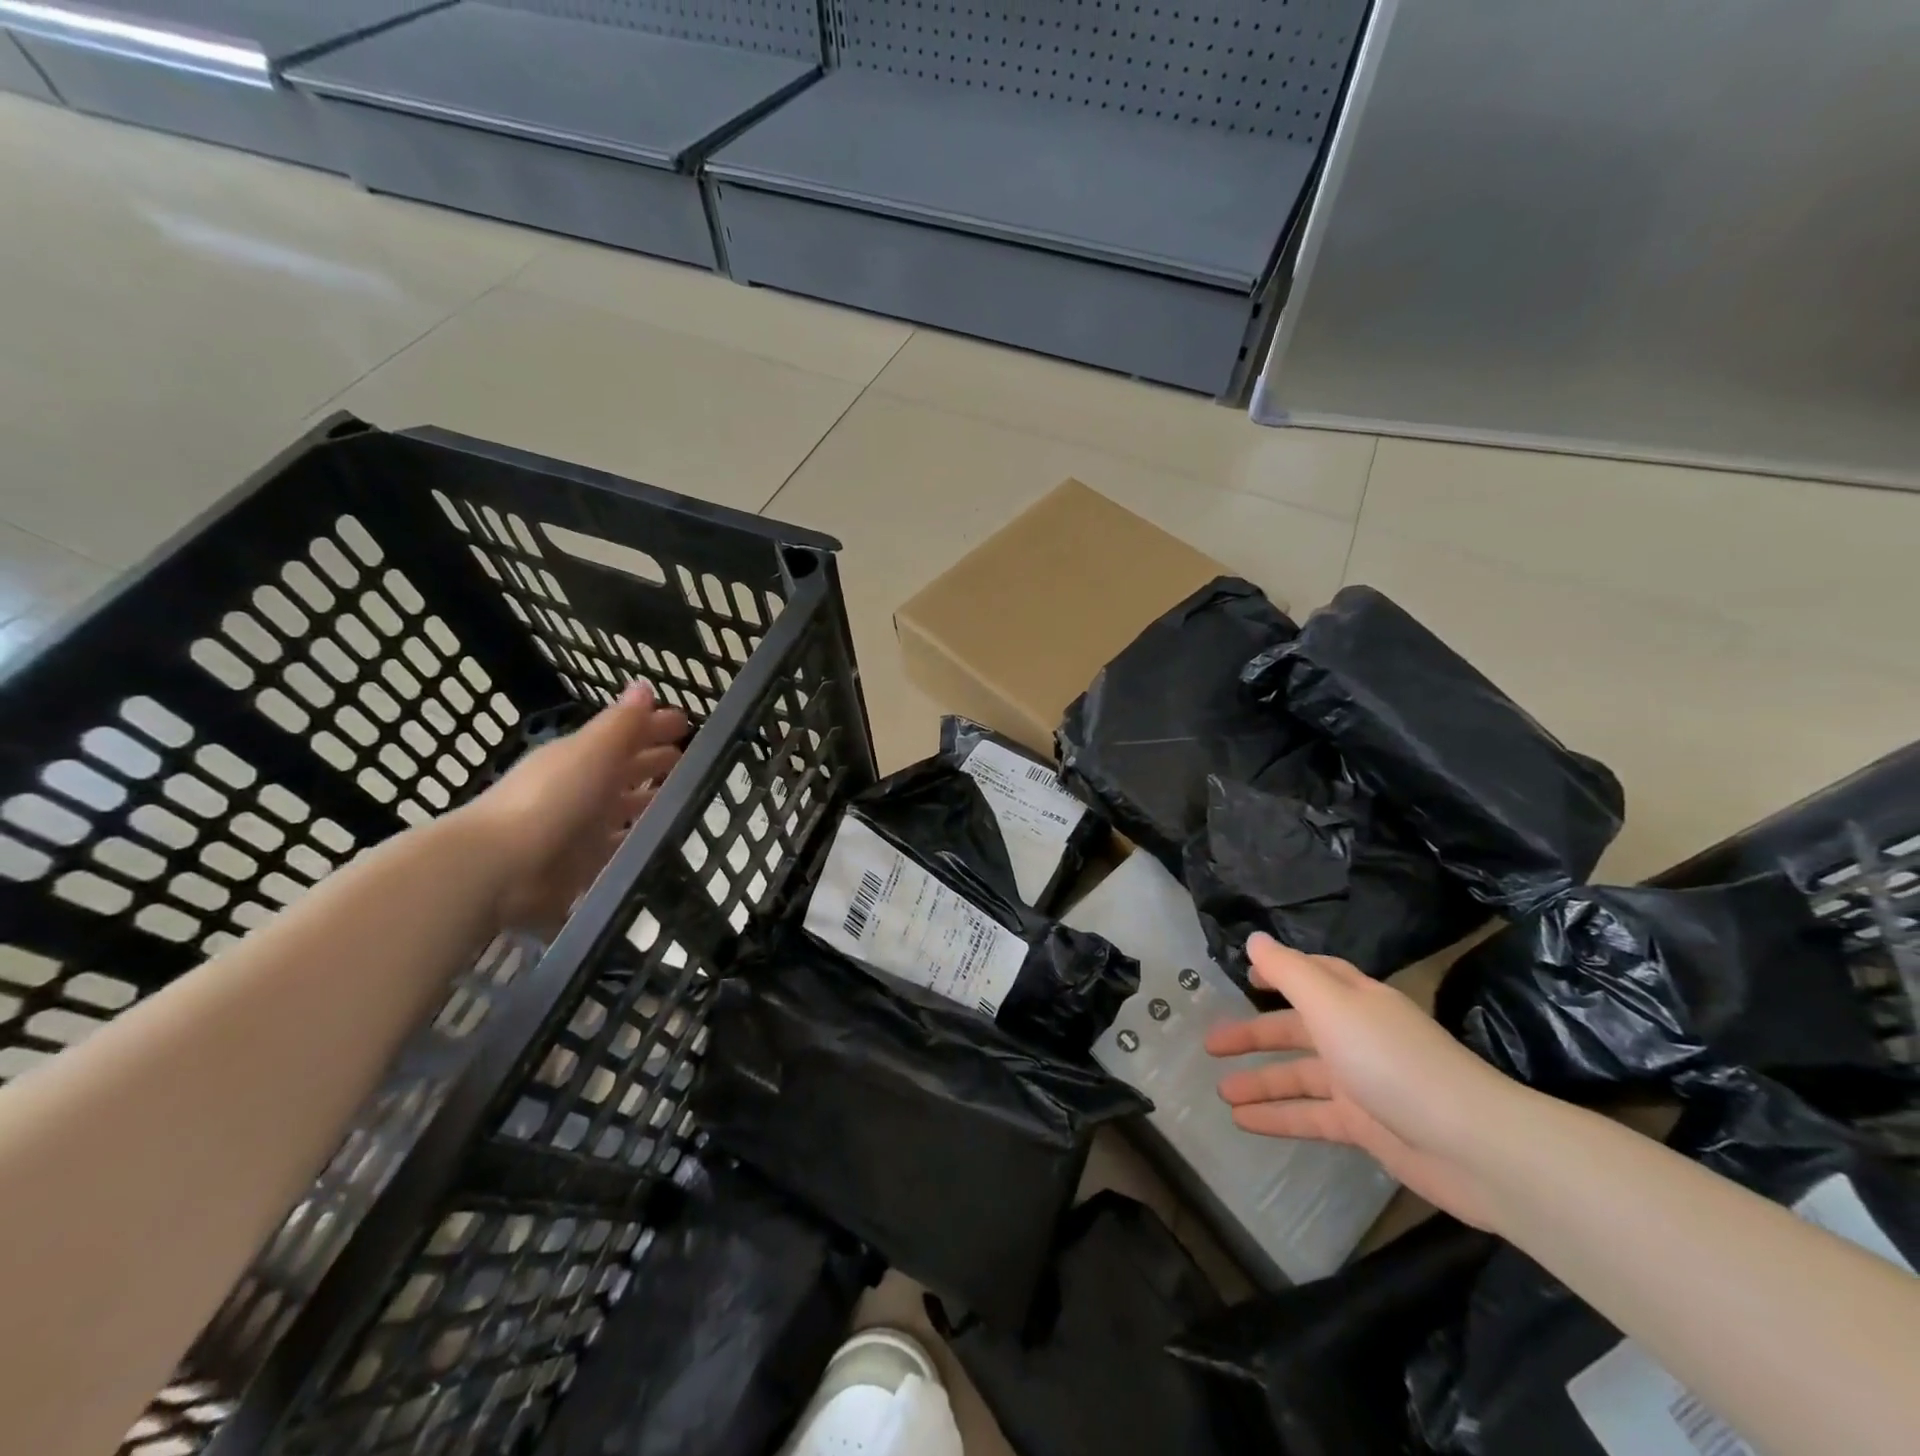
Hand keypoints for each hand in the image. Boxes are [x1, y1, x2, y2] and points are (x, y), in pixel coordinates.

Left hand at [463, 684, 688, 930]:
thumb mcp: (592, 751)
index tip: (685, 723)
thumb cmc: (552, 799)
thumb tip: (644, 686)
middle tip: (688, 760)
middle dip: (653, 761)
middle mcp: (580, 787)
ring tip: (684, 802)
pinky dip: (637, 841)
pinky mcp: (583, 865)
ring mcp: (581, 827)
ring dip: (649, 802)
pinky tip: (660, 843)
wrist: (502, 868)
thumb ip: (622, 723)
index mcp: (580, 756)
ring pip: (623, 808)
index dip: (652, 726)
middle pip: (623, 770)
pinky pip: (618, 846)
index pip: (624, 734)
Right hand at [1205, 933, 1519, 1228]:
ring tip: (1220, 1092)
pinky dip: (1278, 1118)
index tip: (1244, 976)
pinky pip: (1311, 1116)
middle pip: (1296, 1029)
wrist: (1472, 1146)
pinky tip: (1244, 1124)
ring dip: (1260, 1082)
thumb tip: (1254, 938)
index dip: (1279, 972)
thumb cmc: (1392, 1061)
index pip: (1313, 975)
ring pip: (1299, 1076)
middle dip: (1253, 1035)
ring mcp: (1362, 1083)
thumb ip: (1288, 972)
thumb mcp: (1331, 1005)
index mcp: (1353, 1000)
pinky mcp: (1367, 1127)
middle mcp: (1356, 1036)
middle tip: (1210, 1044)